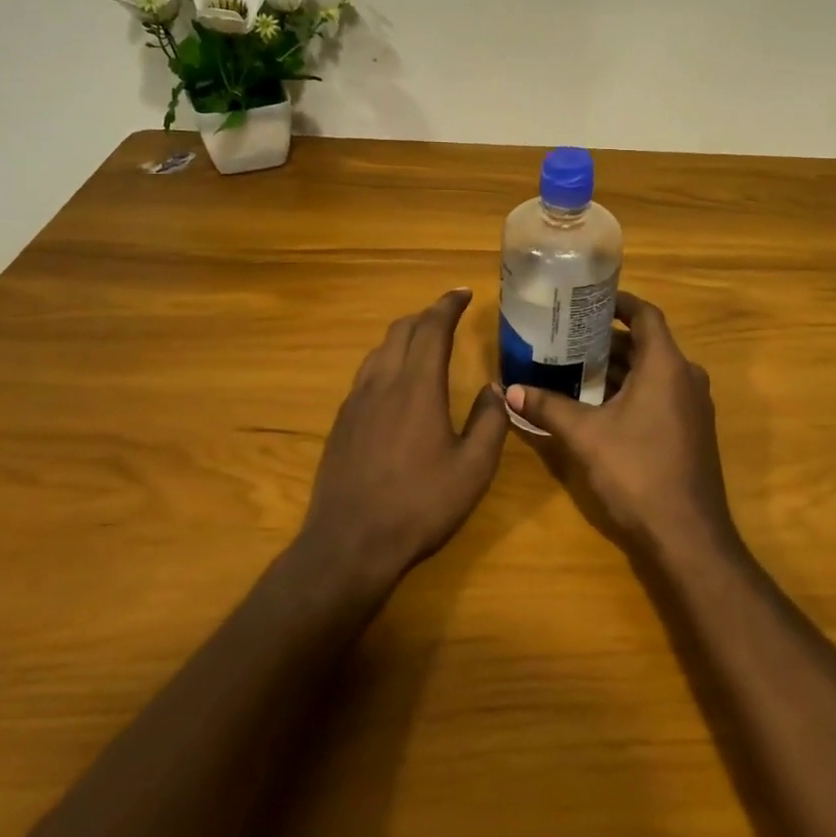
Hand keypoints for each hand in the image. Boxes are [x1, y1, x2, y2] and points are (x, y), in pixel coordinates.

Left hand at [299, 289, 509, 584]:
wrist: (350, 544)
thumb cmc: (420, 505)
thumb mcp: (473, 468)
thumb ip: (489, 421)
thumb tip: (494, 387)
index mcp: (417, 386)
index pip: (431, 328)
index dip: (447, 305)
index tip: (462, 292)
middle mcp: (383, 383)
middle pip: (401, 331)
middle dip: (426, 316)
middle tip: (447, 315)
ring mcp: (356, 402)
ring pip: (378, 351)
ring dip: (403, 336)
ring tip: (423, 342)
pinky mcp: (341, 423)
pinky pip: (365, 375)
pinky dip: (386, 362)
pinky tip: (395, 384)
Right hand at [504, 292, 735, 558]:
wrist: (688, 534)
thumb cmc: (637, 471)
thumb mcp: (585, 436)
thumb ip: (548, 407)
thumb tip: (509, 390)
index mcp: (666, 365)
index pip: (646, 315)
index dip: (620, 302)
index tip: (589, 299)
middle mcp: (686, 377)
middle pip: (647, 344)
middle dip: (609, 339)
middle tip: (569, 336)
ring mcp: (693, 406)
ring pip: (654, 372)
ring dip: (619, 368)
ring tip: (576, 367)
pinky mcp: (691, 431)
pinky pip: (661, 395)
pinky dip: (632, 391)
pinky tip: (599, 405)